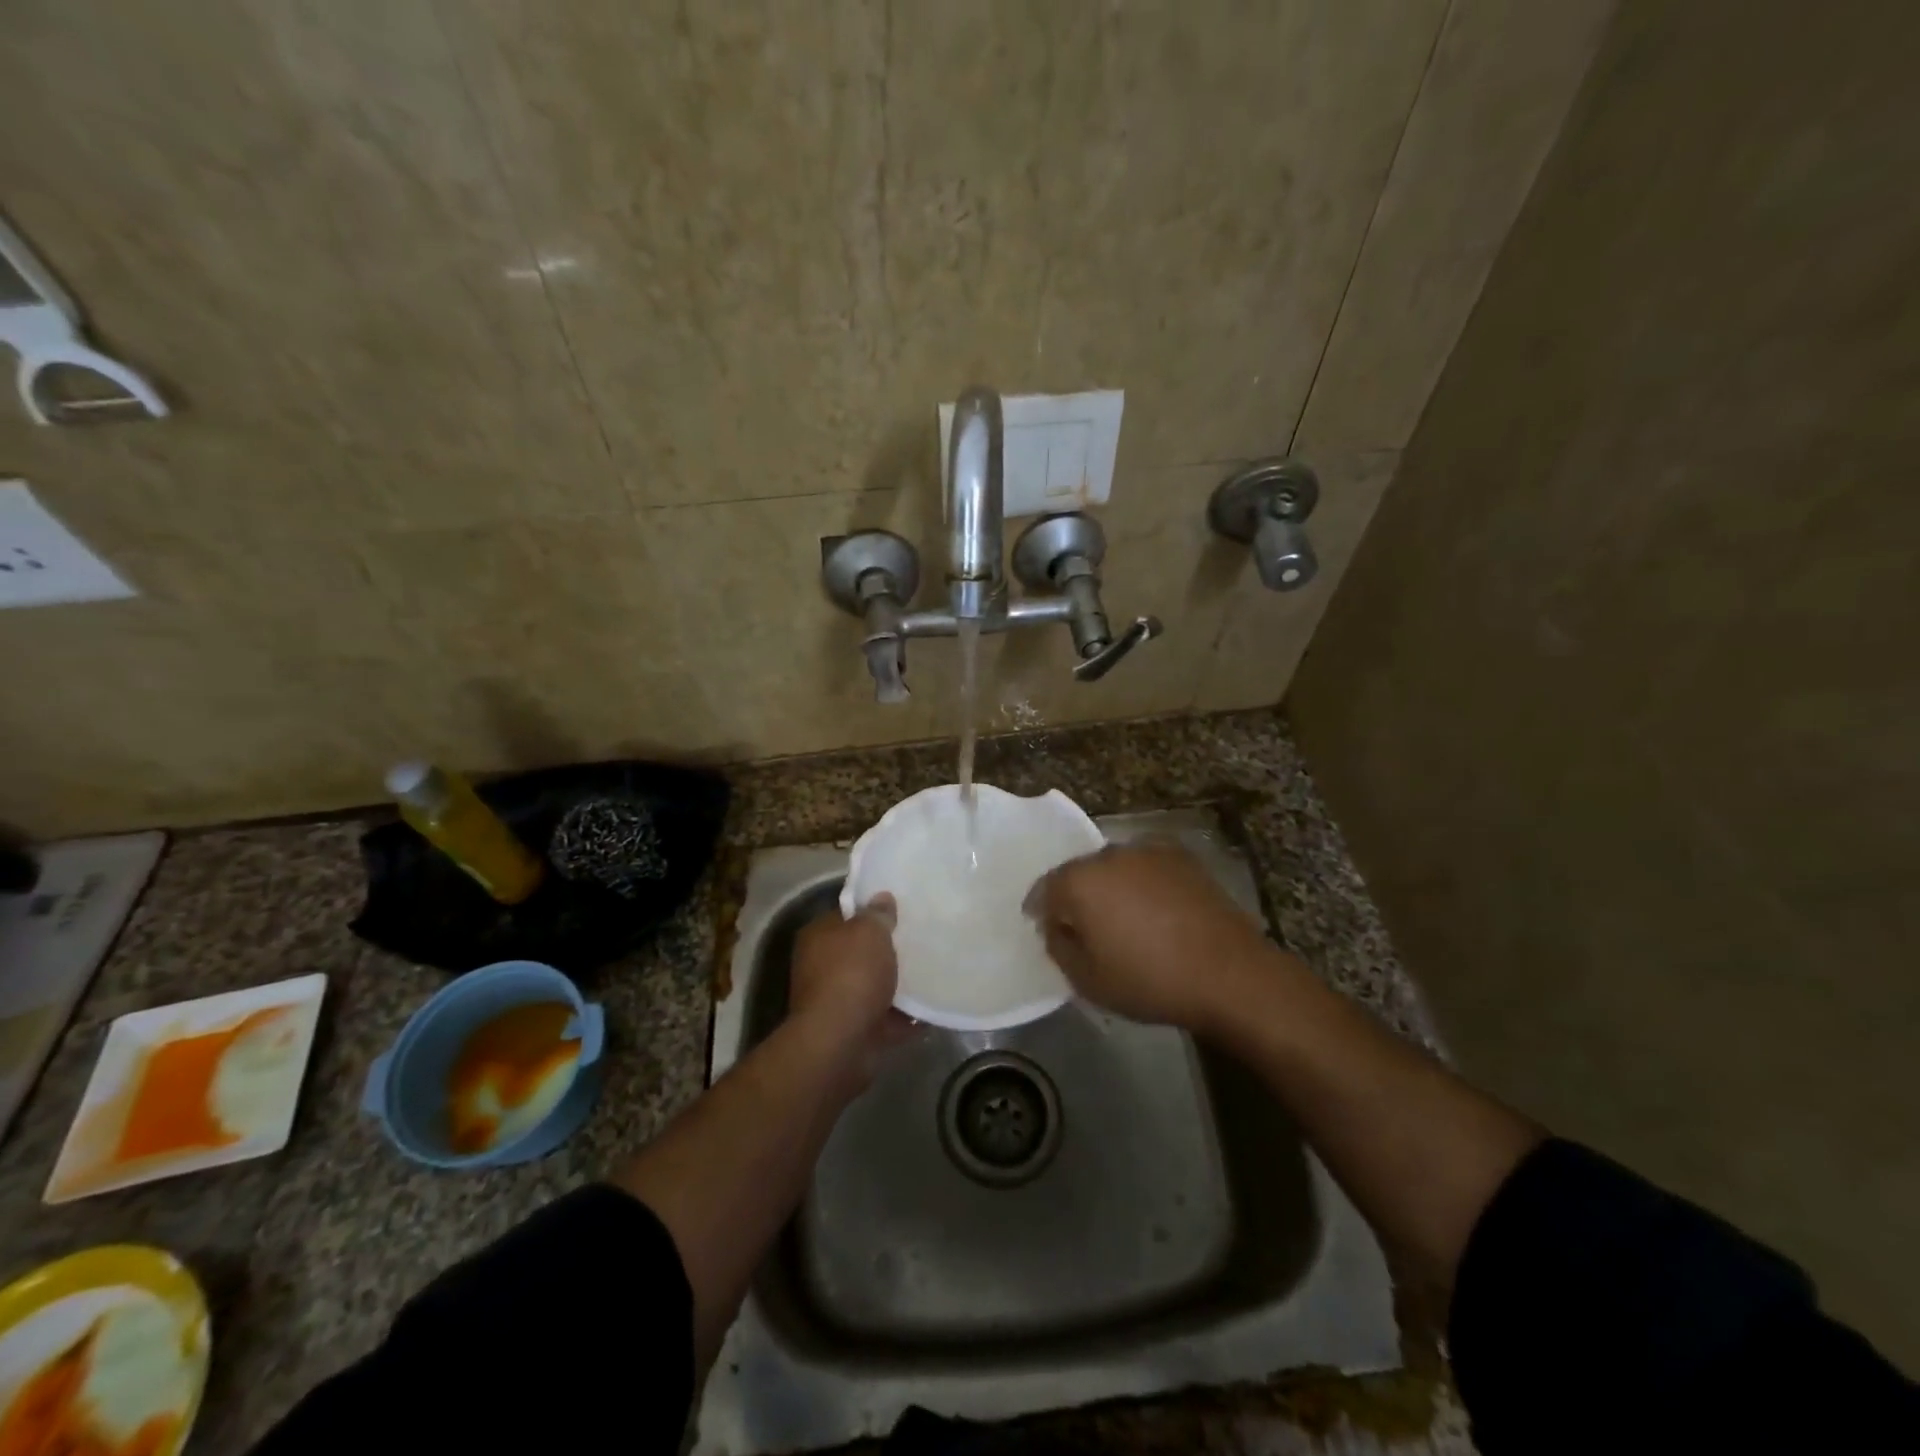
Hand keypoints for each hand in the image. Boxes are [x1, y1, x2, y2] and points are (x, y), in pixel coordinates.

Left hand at [789, 893, 915, 1082]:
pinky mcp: (852, 1031)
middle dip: (885, 950)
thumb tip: (882, 897)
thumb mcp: (870, 932)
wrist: (840, 1042)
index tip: (899, 910)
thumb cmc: (852, 974)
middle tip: (918, 940)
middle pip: (859, 952)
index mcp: (818, 937)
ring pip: (872, 986)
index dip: (870, 911)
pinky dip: (903, 1016)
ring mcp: (835, 1002)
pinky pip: (884, 1017)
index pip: (845, 916)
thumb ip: (878, 914)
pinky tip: (929, 1008)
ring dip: (895, 984)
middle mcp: (820, 967)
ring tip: (929, 973)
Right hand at [1025, 842, 1281, 1032]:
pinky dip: (1142, 882)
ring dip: (1110, 886)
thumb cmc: (1150, 981)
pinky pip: (1146, 866)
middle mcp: (1109, 854)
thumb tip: (1058, 927)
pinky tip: (1155, 909)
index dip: (1042, 911)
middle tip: (1086, 928)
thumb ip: (1059, 947)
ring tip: (1123, 918)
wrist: (1229, 973)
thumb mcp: (1087, 981)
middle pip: (1079, 873)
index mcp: (1080, 881)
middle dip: (1077, 896)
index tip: (1048, 931)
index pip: (1045, 889)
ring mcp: (1148, 850)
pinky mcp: (1181, 856)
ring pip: (1114, 866)